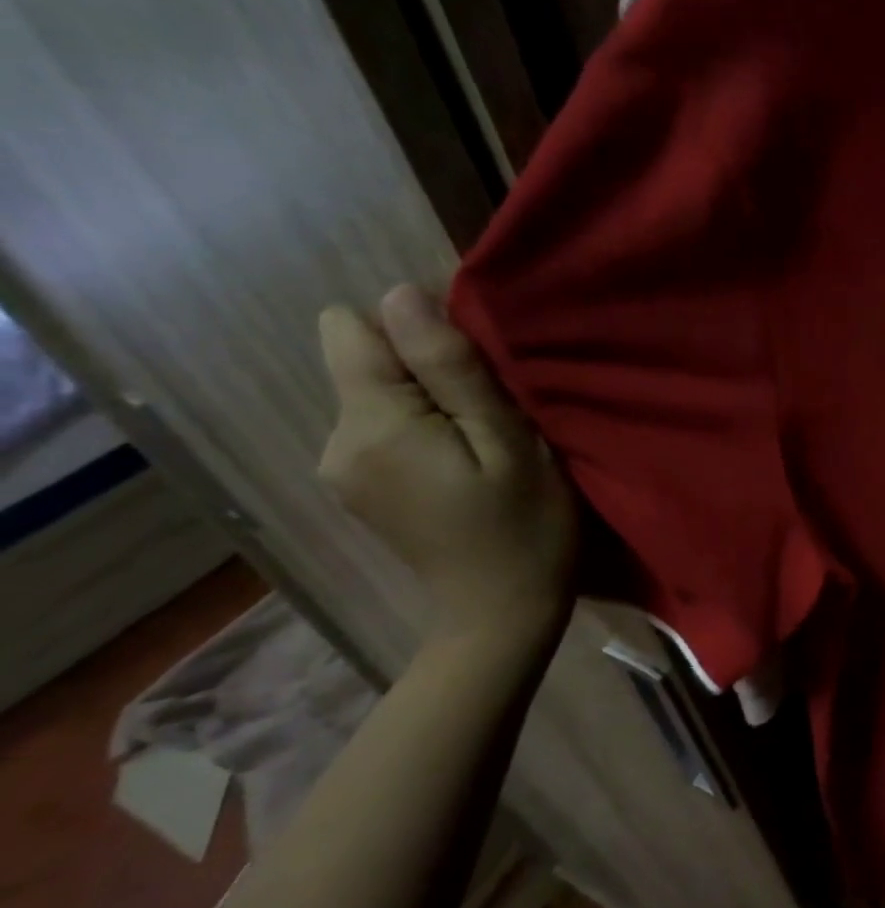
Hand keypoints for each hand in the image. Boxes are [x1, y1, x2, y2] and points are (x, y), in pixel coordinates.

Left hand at [318, 285, 576, 652]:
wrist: (502, 612)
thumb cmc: (525, 525)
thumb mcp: (507, 441)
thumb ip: (451, 370)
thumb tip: (401, 295)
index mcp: (370, 427)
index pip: (354, 329)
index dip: (417, 331)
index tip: (474, 369)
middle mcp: (335, 441)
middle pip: (366, 360)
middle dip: (428, 369)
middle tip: (492, 414)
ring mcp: (340, 467)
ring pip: (378, 392)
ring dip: (431, 399)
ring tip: (484, 439)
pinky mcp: (357, 484)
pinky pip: (382, 424)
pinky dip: (424, 427)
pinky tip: (463, 461)